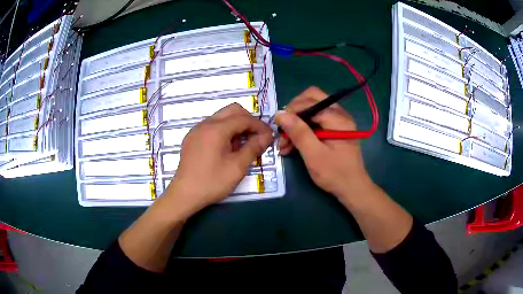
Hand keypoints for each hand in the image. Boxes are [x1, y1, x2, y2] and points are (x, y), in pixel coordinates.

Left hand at [165, 103, 272, 213]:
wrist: (184, 194)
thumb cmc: (212, 182)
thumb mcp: (237, 167)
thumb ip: (253, 148)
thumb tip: (267, 136)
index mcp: (216, 129)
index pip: (243, 118)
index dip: (259, 126)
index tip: (269, 137)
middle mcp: (205, 124)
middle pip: (232, 111)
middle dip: (248, 120)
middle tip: (256, 137)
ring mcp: (196, 130)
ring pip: (221, 117)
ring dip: (236, 125)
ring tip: (242, 144)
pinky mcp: (192, 138)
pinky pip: (212, 126)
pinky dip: (224, 130)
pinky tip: (226, 148)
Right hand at [276, 86, 371, 199]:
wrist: (352, 189)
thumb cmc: (335, 174)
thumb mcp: (314, 155)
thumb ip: (298, 132)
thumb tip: (280, 114)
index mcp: (338, 118)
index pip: (309, 101)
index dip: (291, 111)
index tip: (279, 128)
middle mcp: (340, 114)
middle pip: (311, 99)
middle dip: (294, 113)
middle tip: (283, 130)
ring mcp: (338, 120)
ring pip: (311, 110)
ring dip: (296, 123)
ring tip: (284, 144)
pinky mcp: (334, 129)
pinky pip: (315, 121)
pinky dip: (303, 130)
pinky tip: (293, 145)